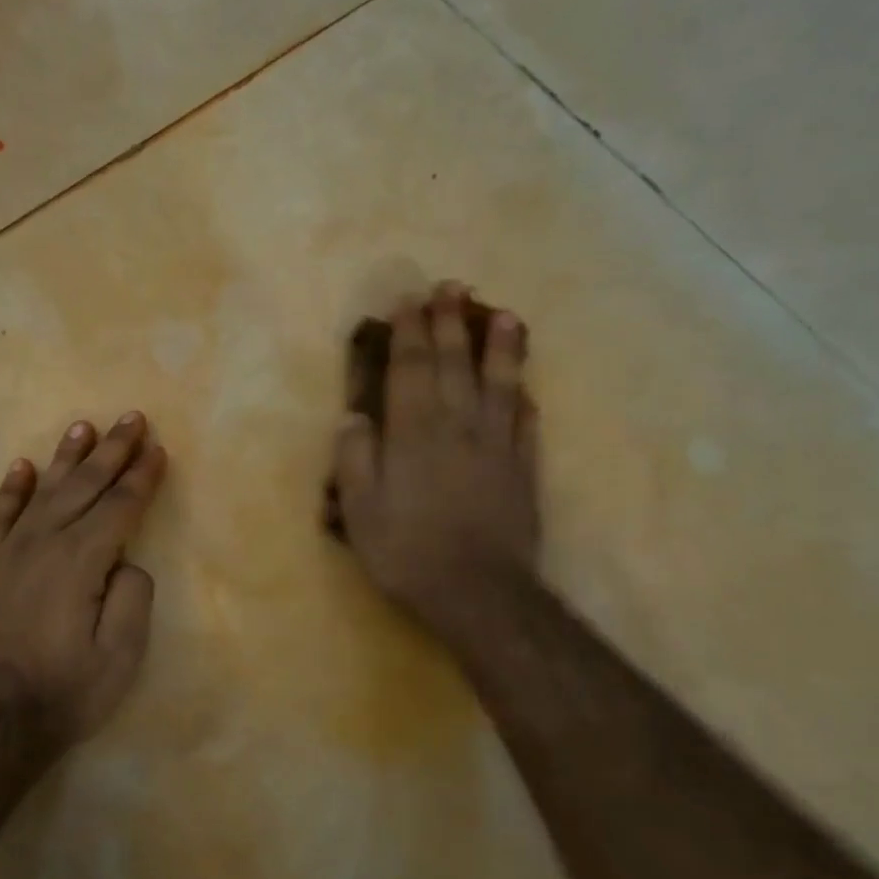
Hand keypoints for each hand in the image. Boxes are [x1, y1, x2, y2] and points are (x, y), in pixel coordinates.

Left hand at [0, 412, 168, 753]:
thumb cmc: (65, 693)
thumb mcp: (120, 656)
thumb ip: (133, 598)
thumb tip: (126, 563)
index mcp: (81, 562)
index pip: (119, 507)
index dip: (142, 477)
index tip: (158, 449)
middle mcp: (43, 544)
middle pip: (84, 487)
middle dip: (112, 451)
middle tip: (131, 417)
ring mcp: (7, 553)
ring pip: (43, 492)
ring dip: (66, 458)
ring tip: (84, 427)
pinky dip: (12, 489)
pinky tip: (23, 467)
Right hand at [332, 283, 539, 651]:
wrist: (477, 591)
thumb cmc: (407, 551)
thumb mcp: (360, 511)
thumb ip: (356, 459)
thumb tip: (354, 417)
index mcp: (415, 433)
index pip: (411, 369)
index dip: (409, 332)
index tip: (408, 300)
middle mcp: (459, 426)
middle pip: (456, 364)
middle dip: (451, 323)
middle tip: (451, 288)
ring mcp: (497, 445)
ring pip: (499, 383)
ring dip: (500, 346)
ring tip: (503, 314)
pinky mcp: (523, 469)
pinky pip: (525, 421)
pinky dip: (523, 397)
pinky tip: (525, 385)